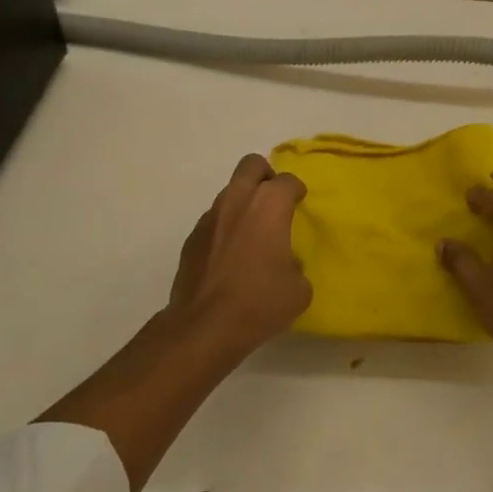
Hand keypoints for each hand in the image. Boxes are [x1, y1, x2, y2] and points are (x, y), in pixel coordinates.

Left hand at [169, 153, 311, 352]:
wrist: (203, 326)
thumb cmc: (259, 302)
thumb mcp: (299, 288)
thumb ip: (296, 263)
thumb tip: (285, 262)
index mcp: (269, 205)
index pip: (288, 181)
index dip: (296, 191)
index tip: (300, 203)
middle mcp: (238, 201)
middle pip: (252, 165)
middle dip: (265, 175)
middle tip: (273, 201)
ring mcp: (210, 217)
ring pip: (230, 191)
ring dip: (243, 203)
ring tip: (251, 233)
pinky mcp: (192, 237)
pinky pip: (214, 219)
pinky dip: (224, 228)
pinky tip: (229, 256)